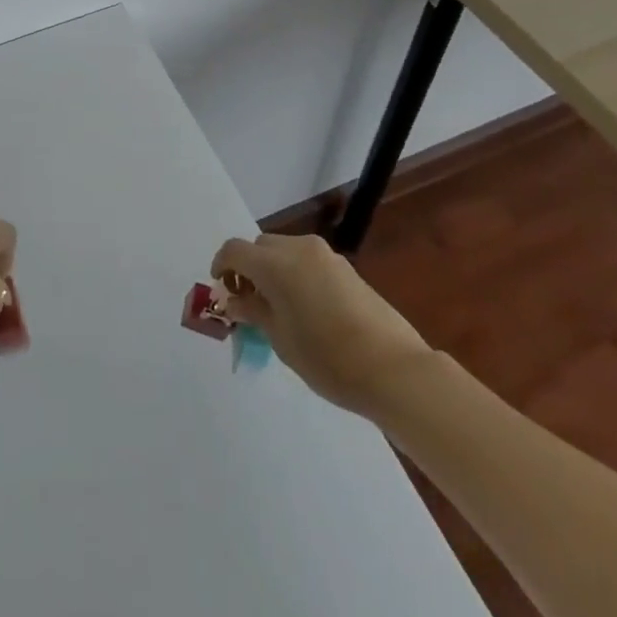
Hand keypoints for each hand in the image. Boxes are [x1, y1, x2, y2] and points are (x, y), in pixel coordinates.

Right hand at [211, 233, 433, 415]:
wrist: (395, 369)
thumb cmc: (328, 358)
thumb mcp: (280, 339)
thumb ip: (253, 311)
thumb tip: (234, 299)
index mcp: (275, 264)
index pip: (234, 250)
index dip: (221, 266)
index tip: (222, 291)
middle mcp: (298, 249)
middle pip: (260, 247)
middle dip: (249, 268)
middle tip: (249, 302)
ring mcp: (325, 256)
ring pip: (285, 251)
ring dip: (273, 270)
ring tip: (279, 308)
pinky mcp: (346, 269)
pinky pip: (308, 262)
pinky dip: (296, 275)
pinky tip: (307, 310)